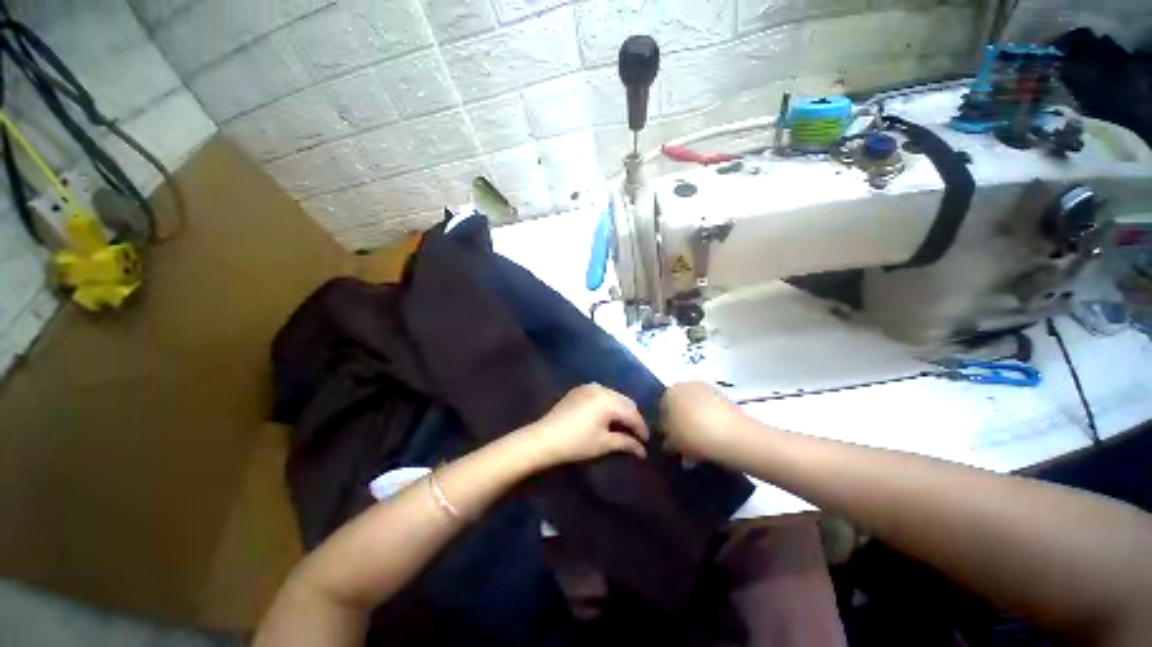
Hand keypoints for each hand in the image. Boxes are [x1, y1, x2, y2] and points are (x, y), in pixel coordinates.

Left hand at [525, 384, 649, 467]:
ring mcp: (589, 387)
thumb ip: (626, 443)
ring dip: (620, 409)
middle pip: (625, 402)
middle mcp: (602, 388)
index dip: (642, 429)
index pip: (633, 414)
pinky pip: (601, 393)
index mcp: (609, 400)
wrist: (545, 438)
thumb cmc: (577, 443)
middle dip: (632, 418)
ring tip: (621, 426)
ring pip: (614, 396)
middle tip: (635, 435)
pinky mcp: (579, 389)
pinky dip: (607, 403)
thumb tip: (643, 450)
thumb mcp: (604, 444)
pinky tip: (605, 416)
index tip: (646, 443)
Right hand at [659, 382, 746, 461]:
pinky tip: (712, 444)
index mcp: (670, 391)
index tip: (669, 441)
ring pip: (697, 411)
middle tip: (683, 446)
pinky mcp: (727, 400)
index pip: (661, 407)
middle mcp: (687, 385)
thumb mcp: (672, 442)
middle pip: (680, 407)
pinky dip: (710, 427)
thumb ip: (666, 440)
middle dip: (681, 425)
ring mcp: (709, 391)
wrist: (732, 435)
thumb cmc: (692, 434)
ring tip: (699, 450)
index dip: (665, 426)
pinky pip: (712, 414)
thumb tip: (668, 441)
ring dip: (696, 427)